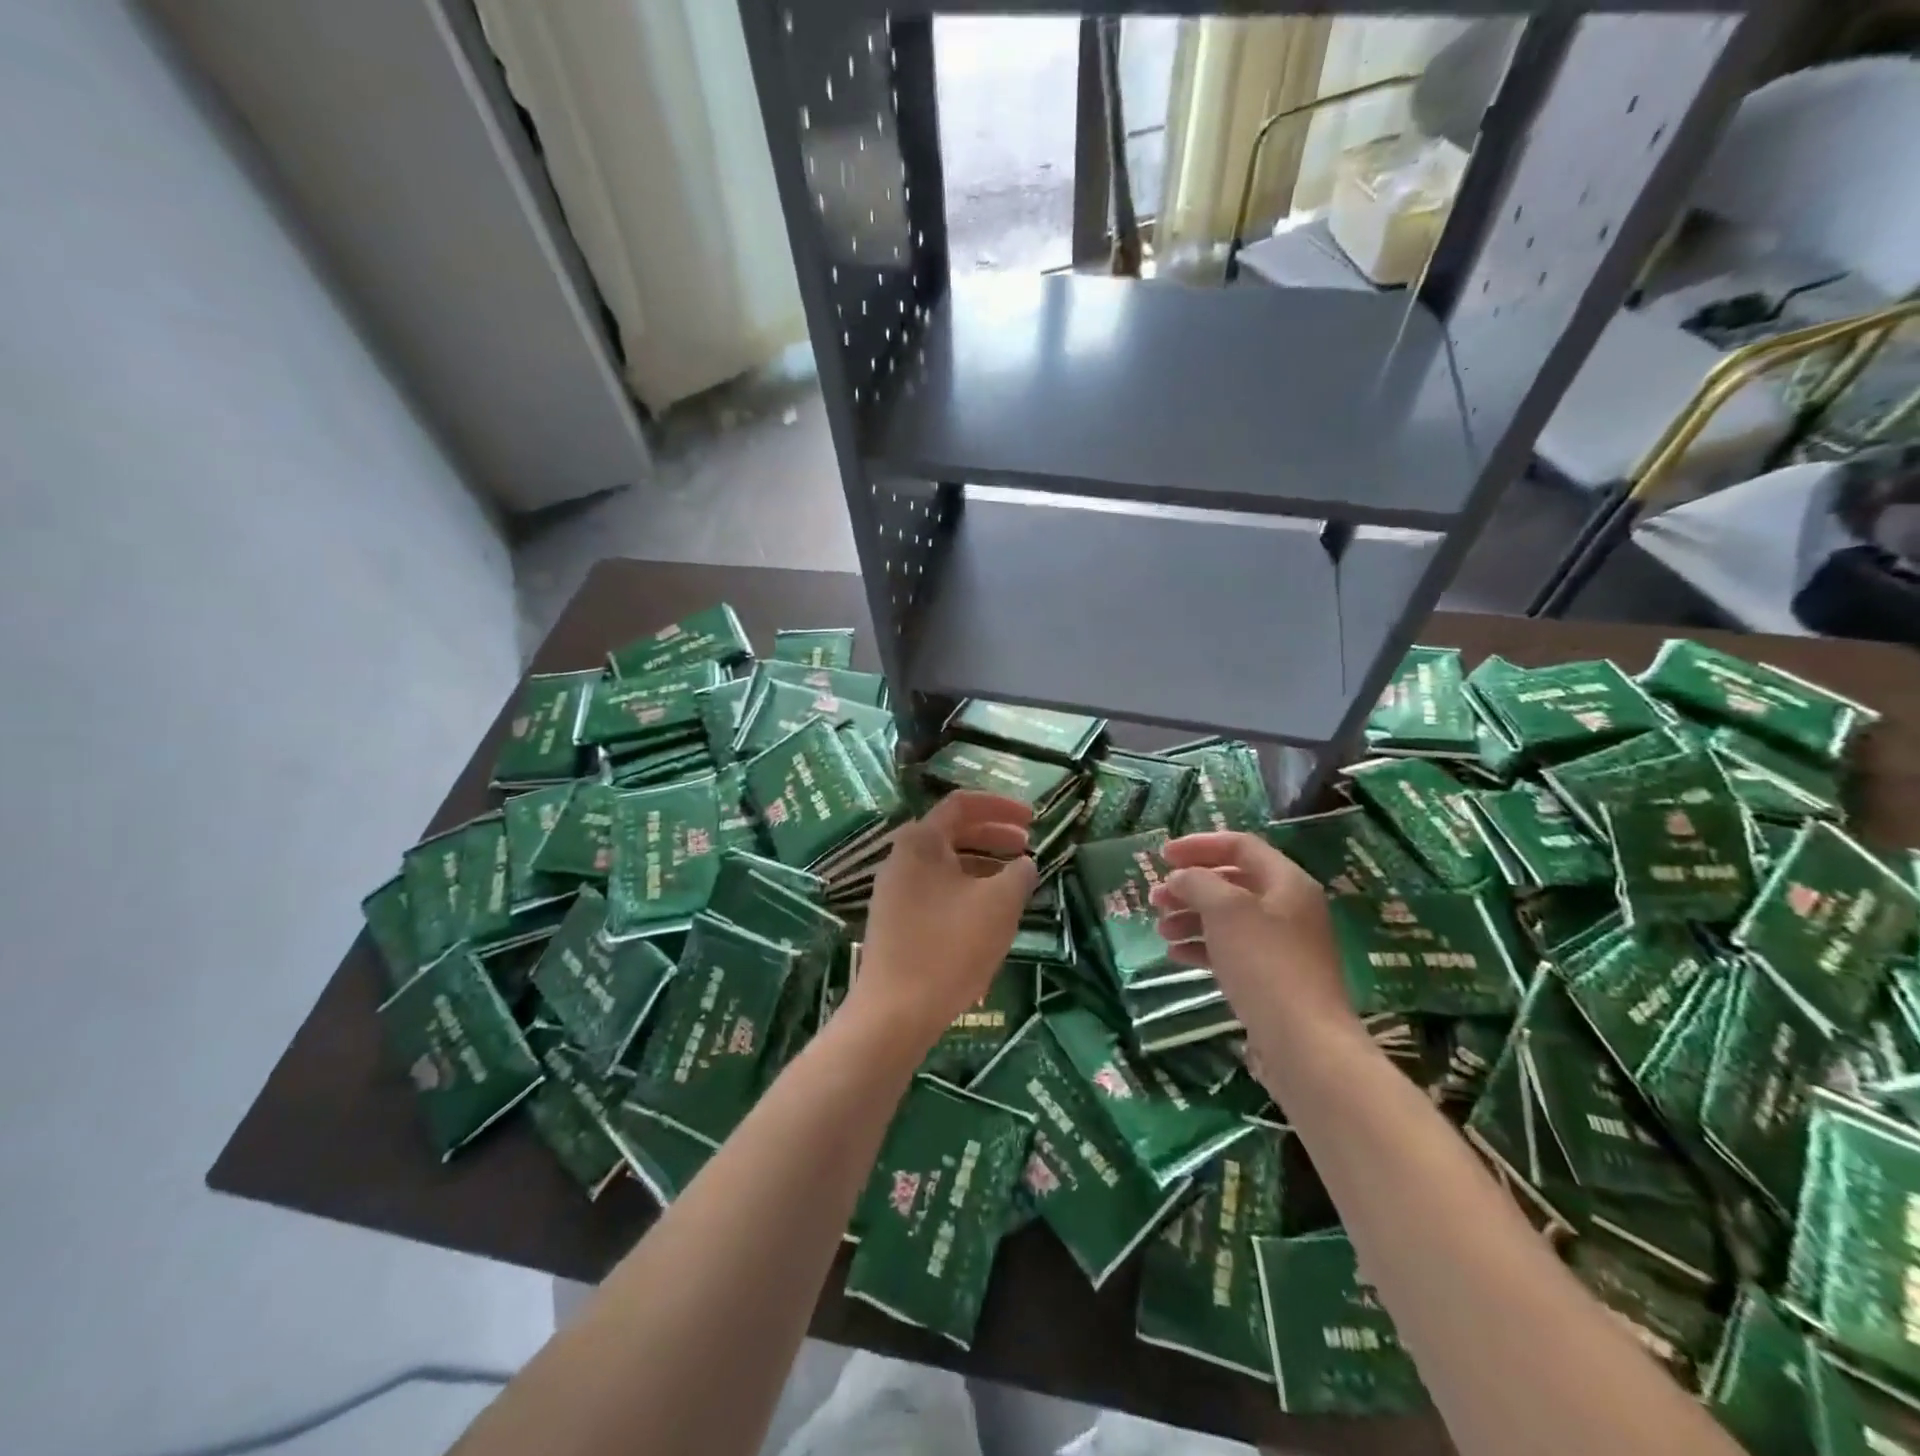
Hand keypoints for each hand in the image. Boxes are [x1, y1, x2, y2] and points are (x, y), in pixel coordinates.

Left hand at [851, 791, 1038, 1051]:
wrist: (894, 1012)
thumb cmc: (950, 947)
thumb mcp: (999, 905)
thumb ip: (1019, 874)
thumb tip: (1024, 864)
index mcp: (921, 841)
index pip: (962, 804)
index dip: (1001, 806)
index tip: (1033, 819)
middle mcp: (901, 858)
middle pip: (953, 832)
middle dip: (994, 835)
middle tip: (1028, 848)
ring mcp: (894, 891)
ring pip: (945, 864)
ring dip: (982, 865)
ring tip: (1015, 883)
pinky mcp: (895, 921)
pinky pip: (935, 890)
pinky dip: (965, 889)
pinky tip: (987, 914)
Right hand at [1148, 831, 1359, 1058]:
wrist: (1303, 1041)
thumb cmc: (1264, 962)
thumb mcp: (1225, 910)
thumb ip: (1198, 882)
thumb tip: (1180, 878)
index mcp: (1286, 882)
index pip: (1240, 845)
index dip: (1198, 845)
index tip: (1162, 855)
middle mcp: (1288, 907)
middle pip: (1232, 882)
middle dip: (1189, 886)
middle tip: (1155, 897)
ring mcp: (1283, 945)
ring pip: (1228, 918)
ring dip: (1191, 918)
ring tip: (1161, 930)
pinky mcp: (1273, 977)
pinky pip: (1232, 950)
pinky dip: (1203, 946)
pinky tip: (1176, 955)